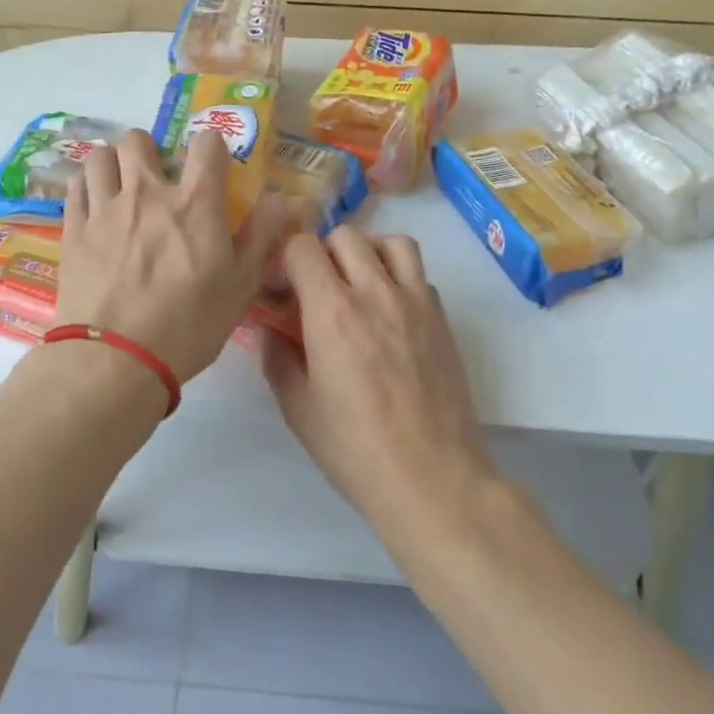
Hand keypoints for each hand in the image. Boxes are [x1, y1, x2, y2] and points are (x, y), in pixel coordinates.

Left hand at [57, 129, 285, 382]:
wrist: (116, 358)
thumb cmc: (188, 325)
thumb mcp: (240, 287)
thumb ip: (260, 236)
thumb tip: (278, 198)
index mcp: (195, 204)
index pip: (207, 144)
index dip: (212, 148)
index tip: (212, 167)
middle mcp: (147, 193)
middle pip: (139, 140)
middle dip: (150, 150)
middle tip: (157, 178)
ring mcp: (105, 209)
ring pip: (101, 156)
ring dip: (113, 164)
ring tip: (120, 186)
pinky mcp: (73, 230)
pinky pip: (75, 186)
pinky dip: (86, 186)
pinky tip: (94, 205)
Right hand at [263, 227, 494, 525]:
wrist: (432, 477)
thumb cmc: (355, 449)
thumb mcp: (298, 409)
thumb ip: (277, 359)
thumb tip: (270, 330)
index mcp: (332, 312)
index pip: (303, 247)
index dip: (285, 261)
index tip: (281, 290)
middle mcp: (376, 293)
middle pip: (346, 236)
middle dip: (322, 254)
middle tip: (316, 290)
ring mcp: (416, 301)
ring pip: (392, 242)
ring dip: (368, 253)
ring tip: (357, 286)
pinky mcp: (442, 319)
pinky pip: (419, 274)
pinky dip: (398, 278)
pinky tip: (389, 314)